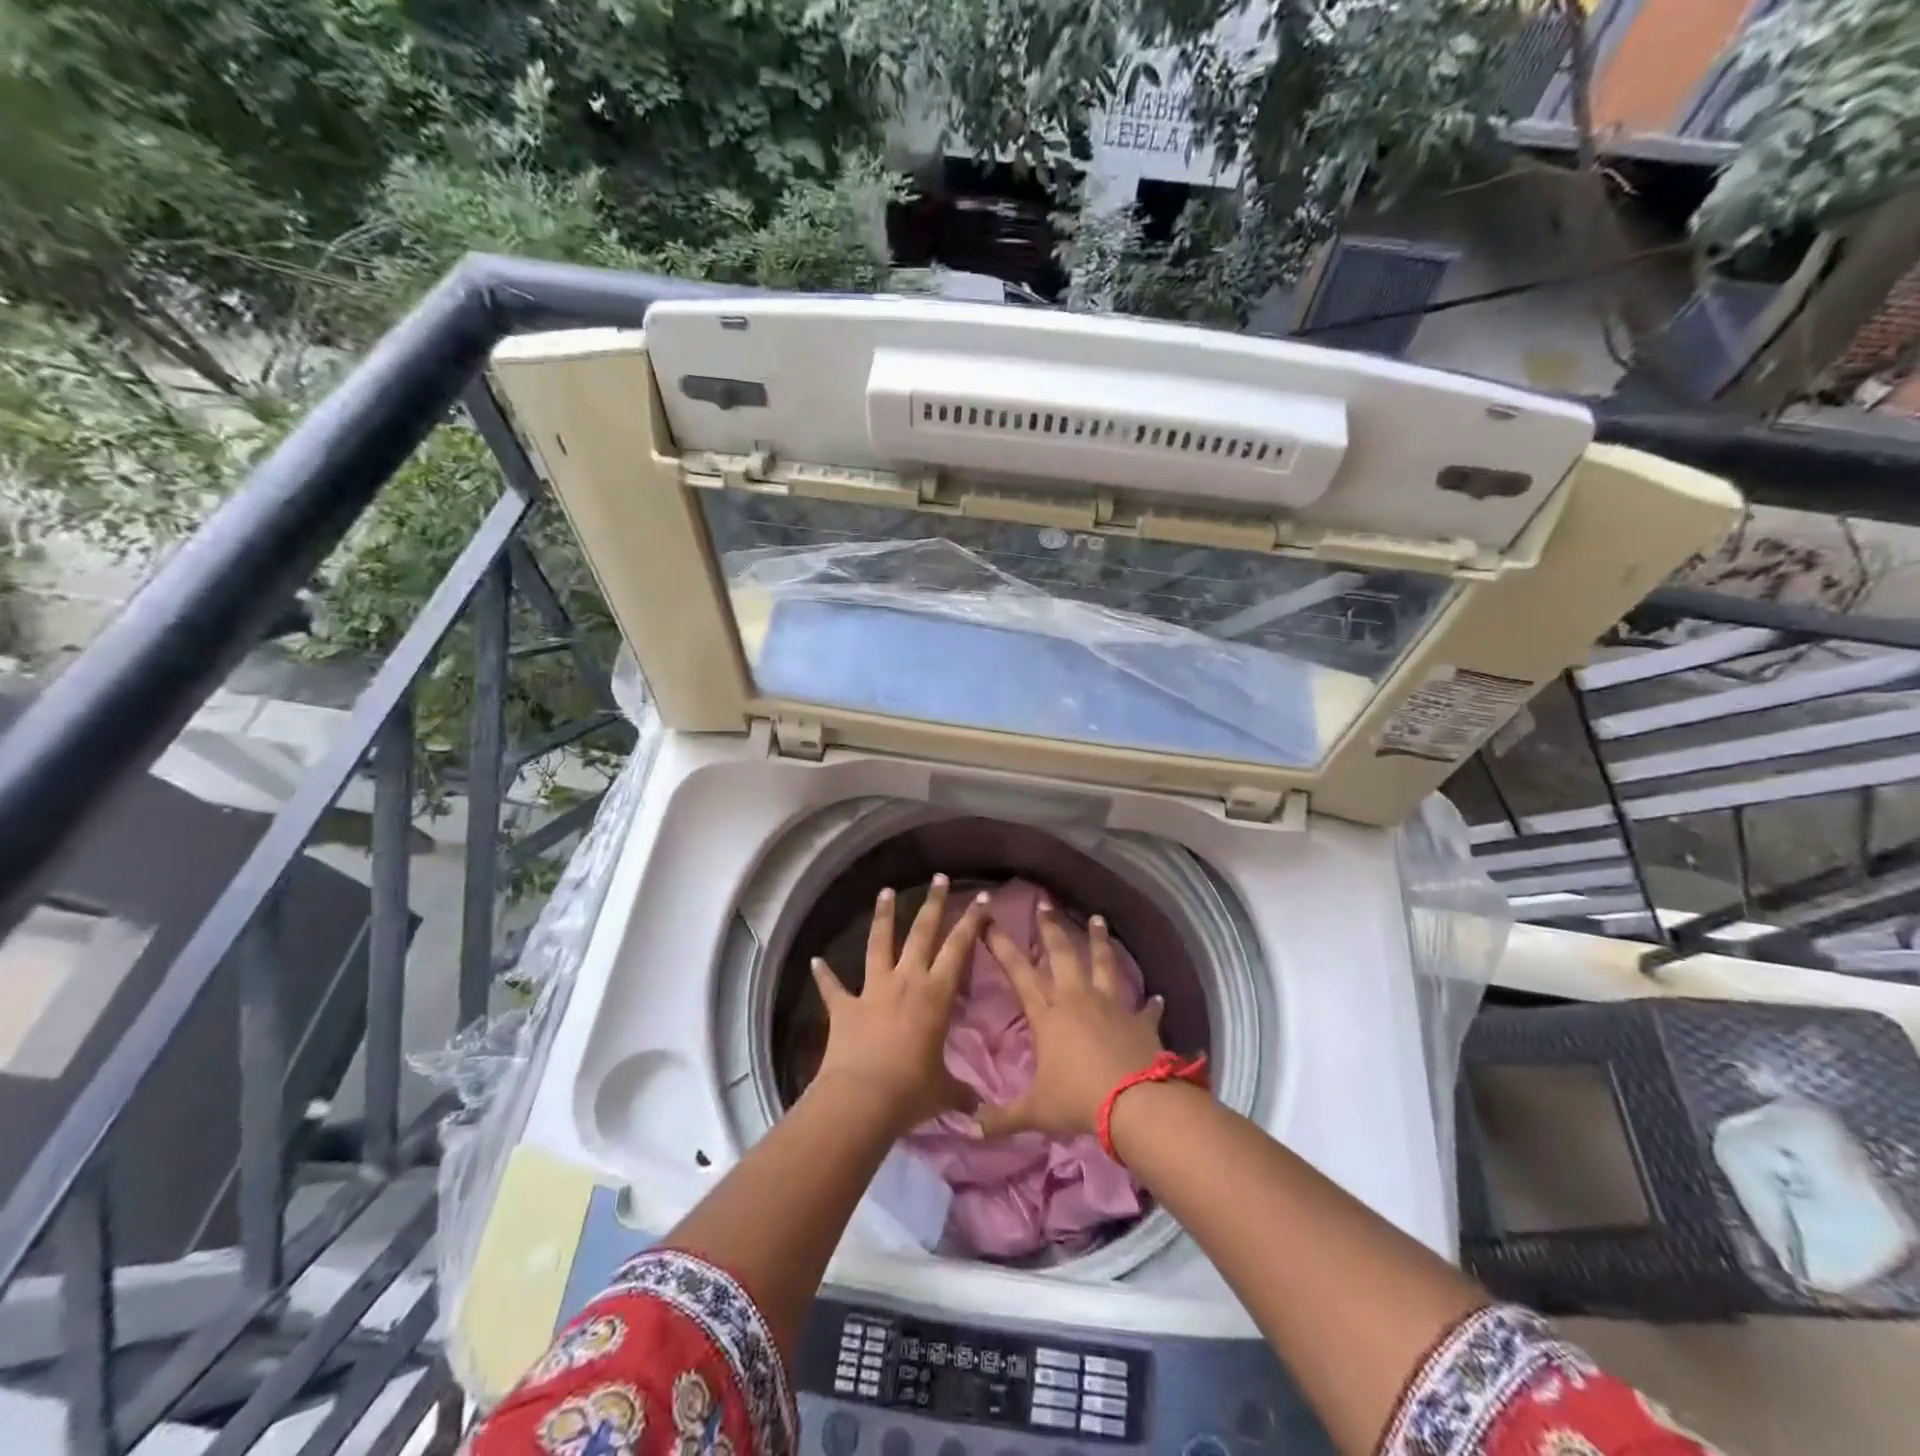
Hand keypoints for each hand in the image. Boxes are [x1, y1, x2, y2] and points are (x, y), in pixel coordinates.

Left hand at [810, 875, 989, 1135]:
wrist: (862, 1098)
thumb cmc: (912, 1090)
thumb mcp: (944, 1092)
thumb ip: (962, 1094)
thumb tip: (982, 1112)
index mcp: (936, 994)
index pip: (959, 948)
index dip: (972, 922)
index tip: (982, 898)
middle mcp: (906, 981)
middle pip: (922, 933)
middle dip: (933, 904)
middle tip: (939, 878)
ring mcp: (873, 990)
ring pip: (879, 943)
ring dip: (882, 917)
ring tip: (885, 892)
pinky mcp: (844, 1007)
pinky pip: (833, 987)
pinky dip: (824, 974)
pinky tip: (816, 961)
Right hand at [975, 902, 1165, 1139]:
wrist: (1135, 1104)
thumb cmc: (1078, 1101)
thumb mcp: (1034, 1112)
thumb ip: (1000, 1118)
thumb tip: (965, 1128)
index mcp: (1048, 1015)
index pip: (1019, 972)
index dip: (1001, 946)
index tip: (990, 921)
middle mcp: (1077, 999)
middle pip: (1062, 954)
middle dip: (1051, 928)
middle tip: (1045, 903)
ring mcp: (1111, 1005)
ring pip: (1103, 964)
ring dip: (1099, 941)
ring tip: (1097, 919)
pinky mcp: (1139, 1020)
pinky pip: (1146, 1008)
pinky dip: (1151, 1003)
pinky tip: (1157, 997)